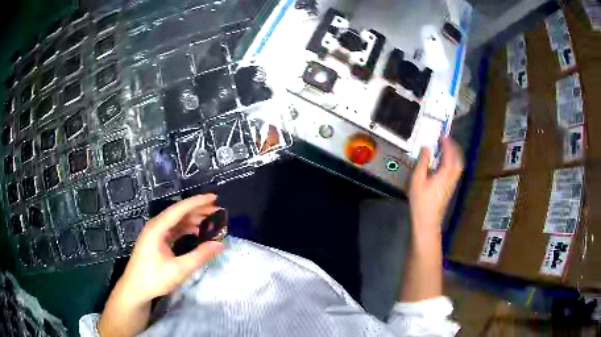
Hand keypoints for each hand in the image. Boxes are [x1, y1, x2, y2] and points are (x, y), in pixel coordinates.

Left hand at [118, 194, 224, 305]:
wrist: (135, 289)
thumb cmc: (154, 278)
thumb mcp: (179, 269)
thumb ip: (199, 256)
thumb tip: (220, 244)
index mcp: (157, 228)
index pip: (179, 209)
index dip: (197, 202)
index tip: (214, 197)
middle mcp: (155, 226)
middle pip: (178, 212)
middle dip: (198, 210)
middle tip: (218, 210)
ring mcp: (155, 233)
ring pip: (176, 221)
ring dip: (193, 220)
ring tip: (211, 221)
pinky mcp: (156, 241)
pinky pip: (173, 229)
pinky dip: (186, 229)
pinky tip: (197, 233)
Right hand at [409, 137, 463, 242]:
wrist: (427, 221)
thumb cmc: (421, 201)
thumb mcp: (417, 180)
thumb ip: (423, 162)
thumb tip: (426, 148)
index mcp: (445, 173)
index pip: (450, 154)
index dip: (447, 143)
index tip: (443, 136)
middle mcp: (452, 177)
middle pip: (458, 159)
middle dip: (454, 148)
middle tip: (446, 141)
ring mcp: (452, 184)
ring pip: (459, 165)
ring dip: (455, 155)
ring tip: (446, 149)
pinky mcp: (450, 189)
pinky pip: (456, 170)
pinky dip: (453, 162)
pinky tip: (445, 163)